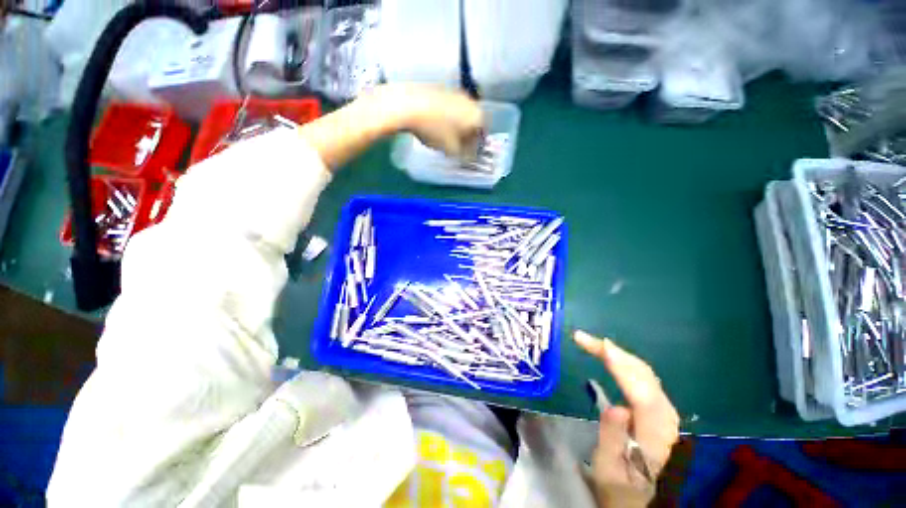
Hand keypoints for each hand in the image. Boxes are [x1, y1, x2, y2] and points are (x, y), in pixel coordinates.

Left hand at [367, 84, 484, 157]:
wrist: (407, 105)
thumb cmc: (434, 130)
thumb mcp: (451, 149)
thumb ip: (464, 154)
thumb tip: (469, 156)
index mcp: (476, 115)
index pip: (484, 131)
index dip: (478, 144)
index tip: (470, 152)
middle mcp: (469, 100)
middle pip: (473, 120)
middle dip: (468, 134)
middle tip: (459, 146)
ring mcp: (453, 92)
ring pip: (461, 112)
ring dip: (457, 125)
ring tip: (446, 137)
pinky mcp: (438, 88)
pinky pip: (448, 106)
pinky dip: (446, 117)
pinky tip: (435, 125)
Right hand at [574, 330, 679, 507]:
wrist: (645, 500)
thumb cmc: (621, 489)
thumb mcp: (610, 472)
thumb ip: (614, 440)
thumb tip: (617, 406)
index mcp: (655, 436)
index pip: (641, 391)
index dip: (619, 365)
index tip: (596, 344)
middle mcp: (666, 419)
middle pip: (643, 375)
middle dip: (613, 352)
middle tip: (583, 339)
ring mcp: (666, 414)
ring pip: (645, 374)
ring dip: (618, 355)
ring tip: (593, 344)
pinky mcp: (660, 411)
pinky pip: (644, 379)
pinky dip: (625, 363)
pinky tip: (612, 358)